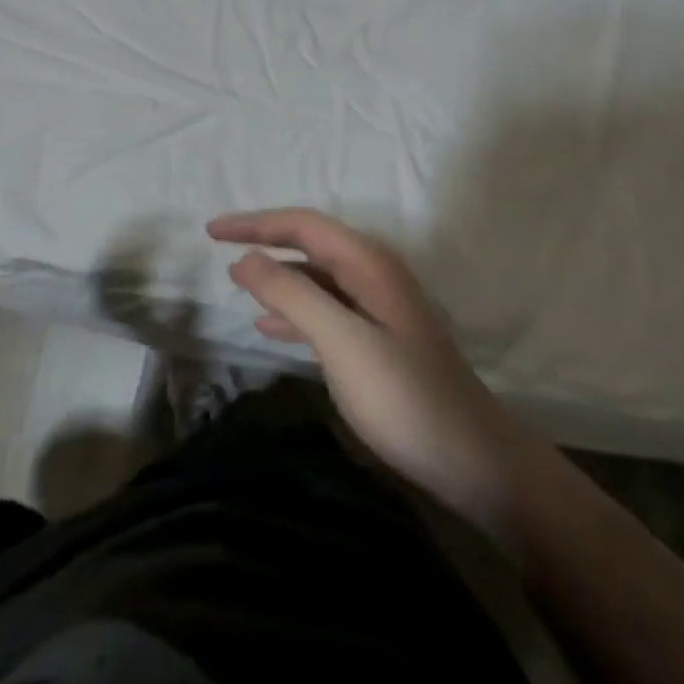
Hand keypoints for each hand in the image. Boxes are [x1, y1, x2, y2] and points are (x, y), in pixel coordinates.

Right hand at [209, 209, 543, 545]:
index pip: (303, 224)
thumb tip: (246, 257)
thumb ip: (293, 294)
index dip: (255, 223)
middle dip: (264, 242)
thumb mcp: (342, 342)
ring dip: (277, 277)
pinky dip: (295, 311)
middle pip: (310, 243)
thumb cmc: (405, 397)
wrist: (472, 460)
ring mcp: (379, 306)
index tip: (211, 231)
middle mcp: (374, 273)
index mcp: (368, 263)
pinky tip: (270, 328)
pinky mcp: (379, 338)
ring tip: (237, 285)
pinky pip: (327, 309)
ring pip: (317, 277)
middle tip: (218, 249)